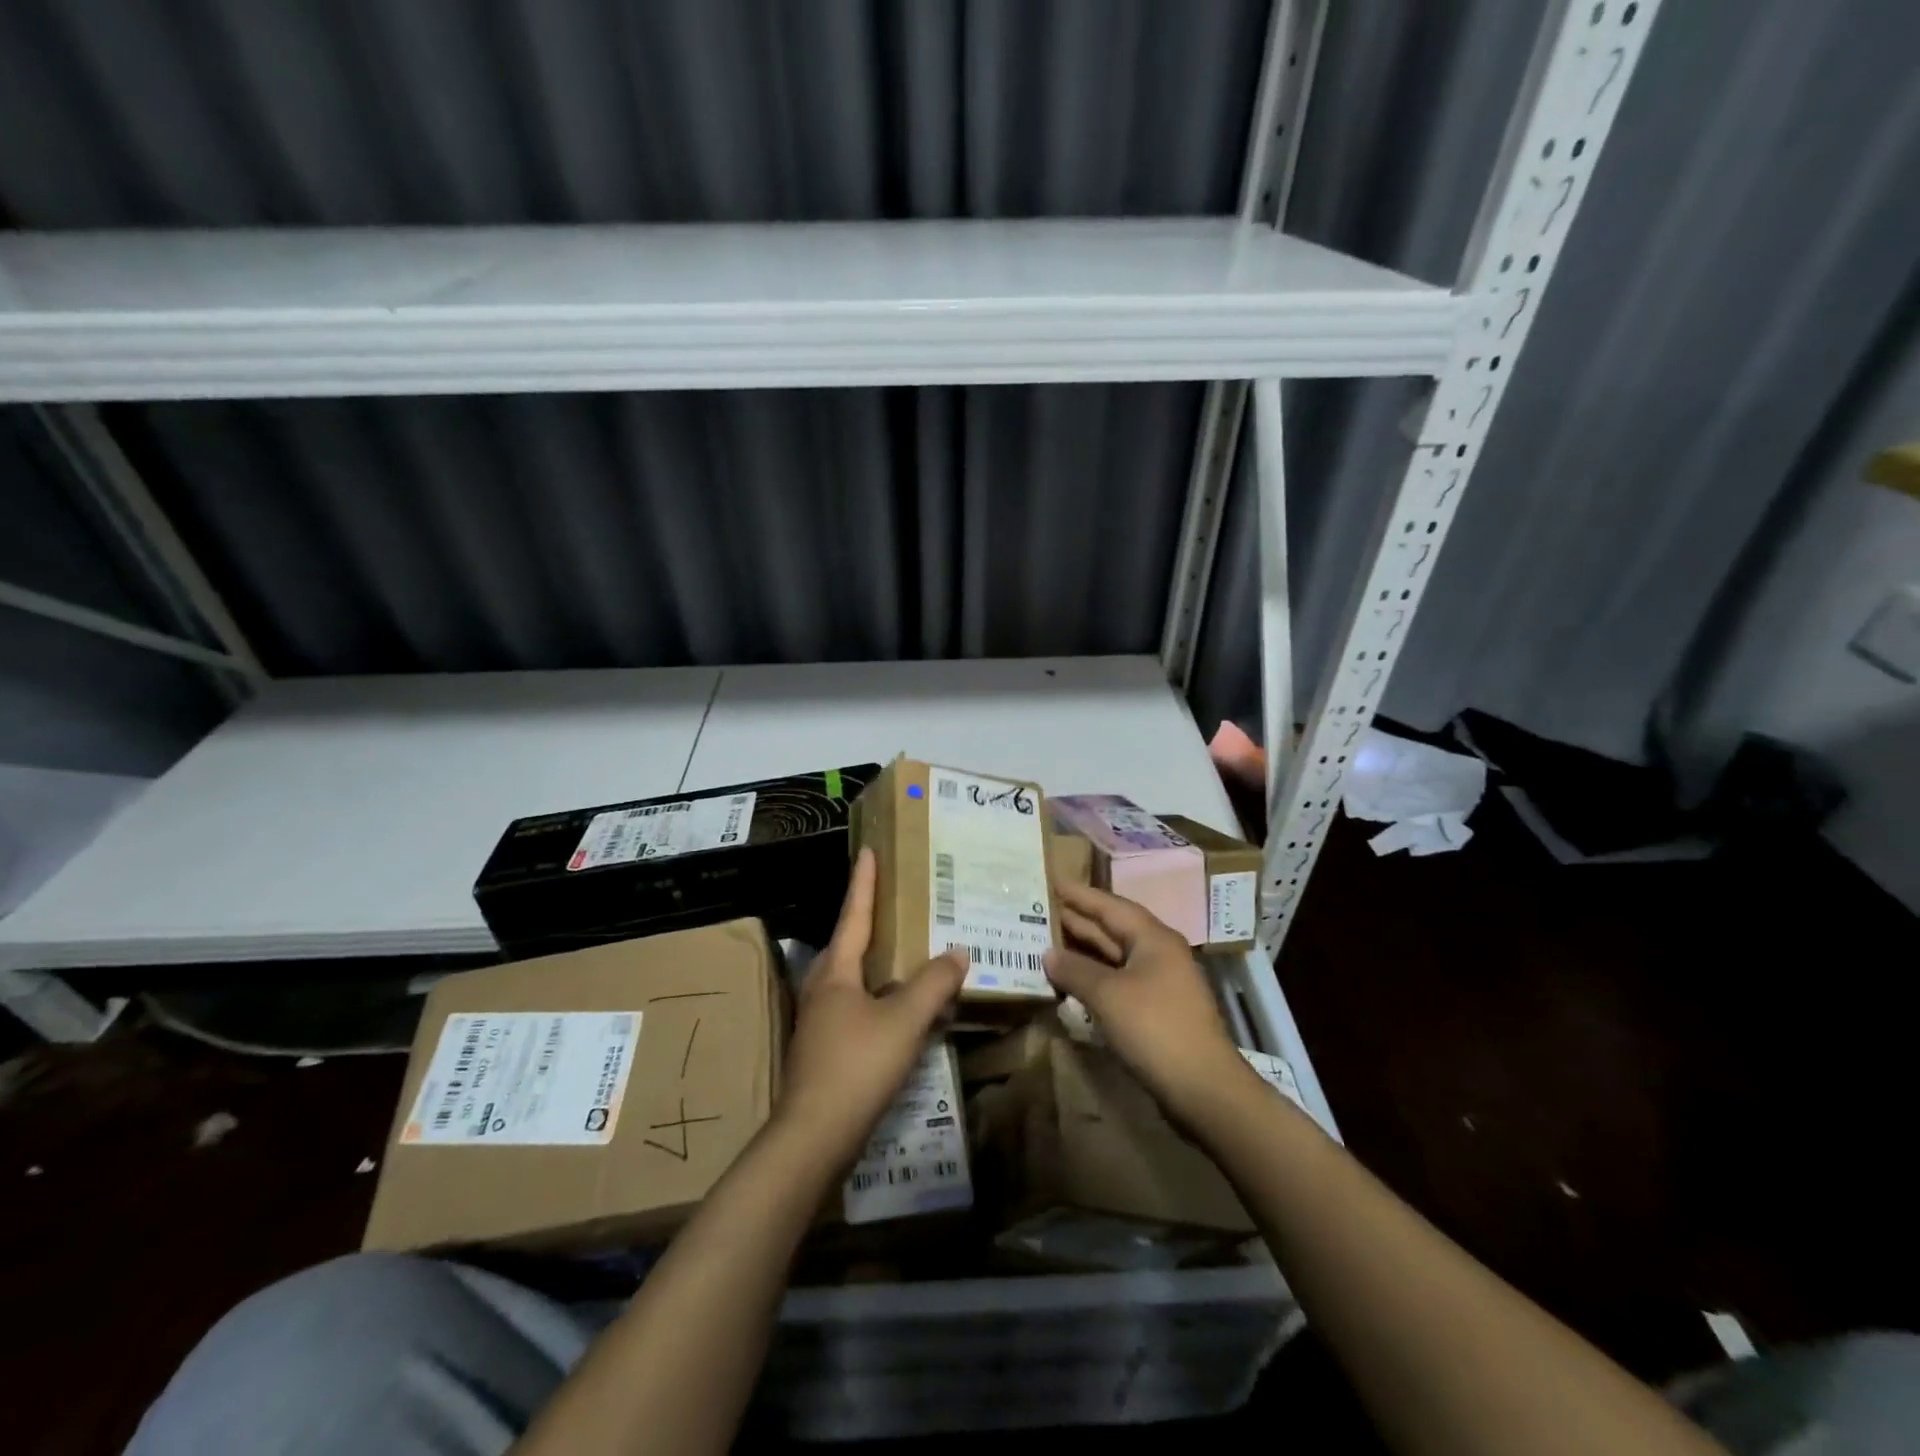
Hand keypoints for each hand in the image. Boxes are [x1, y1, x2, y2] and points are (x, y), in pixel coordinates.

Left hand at [777, 848, 967, 1168]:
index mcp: (835, 972)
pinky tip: (899, 1011)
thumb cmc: (856, 1066)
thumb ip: (933, 984)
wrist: (813, 1138)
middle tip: (895, 902)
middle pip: (847, 945)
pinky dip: (878, 997)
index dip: (864, 883)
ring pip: (851, 978)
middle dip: (868, 920)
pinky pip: (856, 1007)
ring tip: (903, 952)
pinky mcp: (825, 1050)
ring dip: (875, 962)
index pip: (854, 915)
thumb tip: (957, 951)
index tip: (869, 852)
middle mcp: (822, 989)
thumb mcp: (904, 1021)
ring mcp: (820, 1022)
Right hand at [1044, 881, 1248, 1120]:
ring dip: (1085, 951)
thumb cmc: (1155, 1028)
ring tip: (1049, 942)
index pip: (1111, 906)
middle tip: (1042, 910)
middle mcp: (1160, 953)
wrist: (1203, 1088)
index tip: (1053, 880)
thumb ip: (1075, 970)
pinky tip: (1073, 982)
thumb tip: (1048, 954)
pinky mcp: (1158, 1011)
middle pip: (1114, 929)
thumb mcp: (1107, 994)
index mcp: (1154, 938)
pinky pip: (1120, 981)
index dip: (1081, 894)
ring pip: (1116, 957)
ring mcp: (1161, 983)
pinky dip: (1095, 977)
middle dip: (1079, 921)